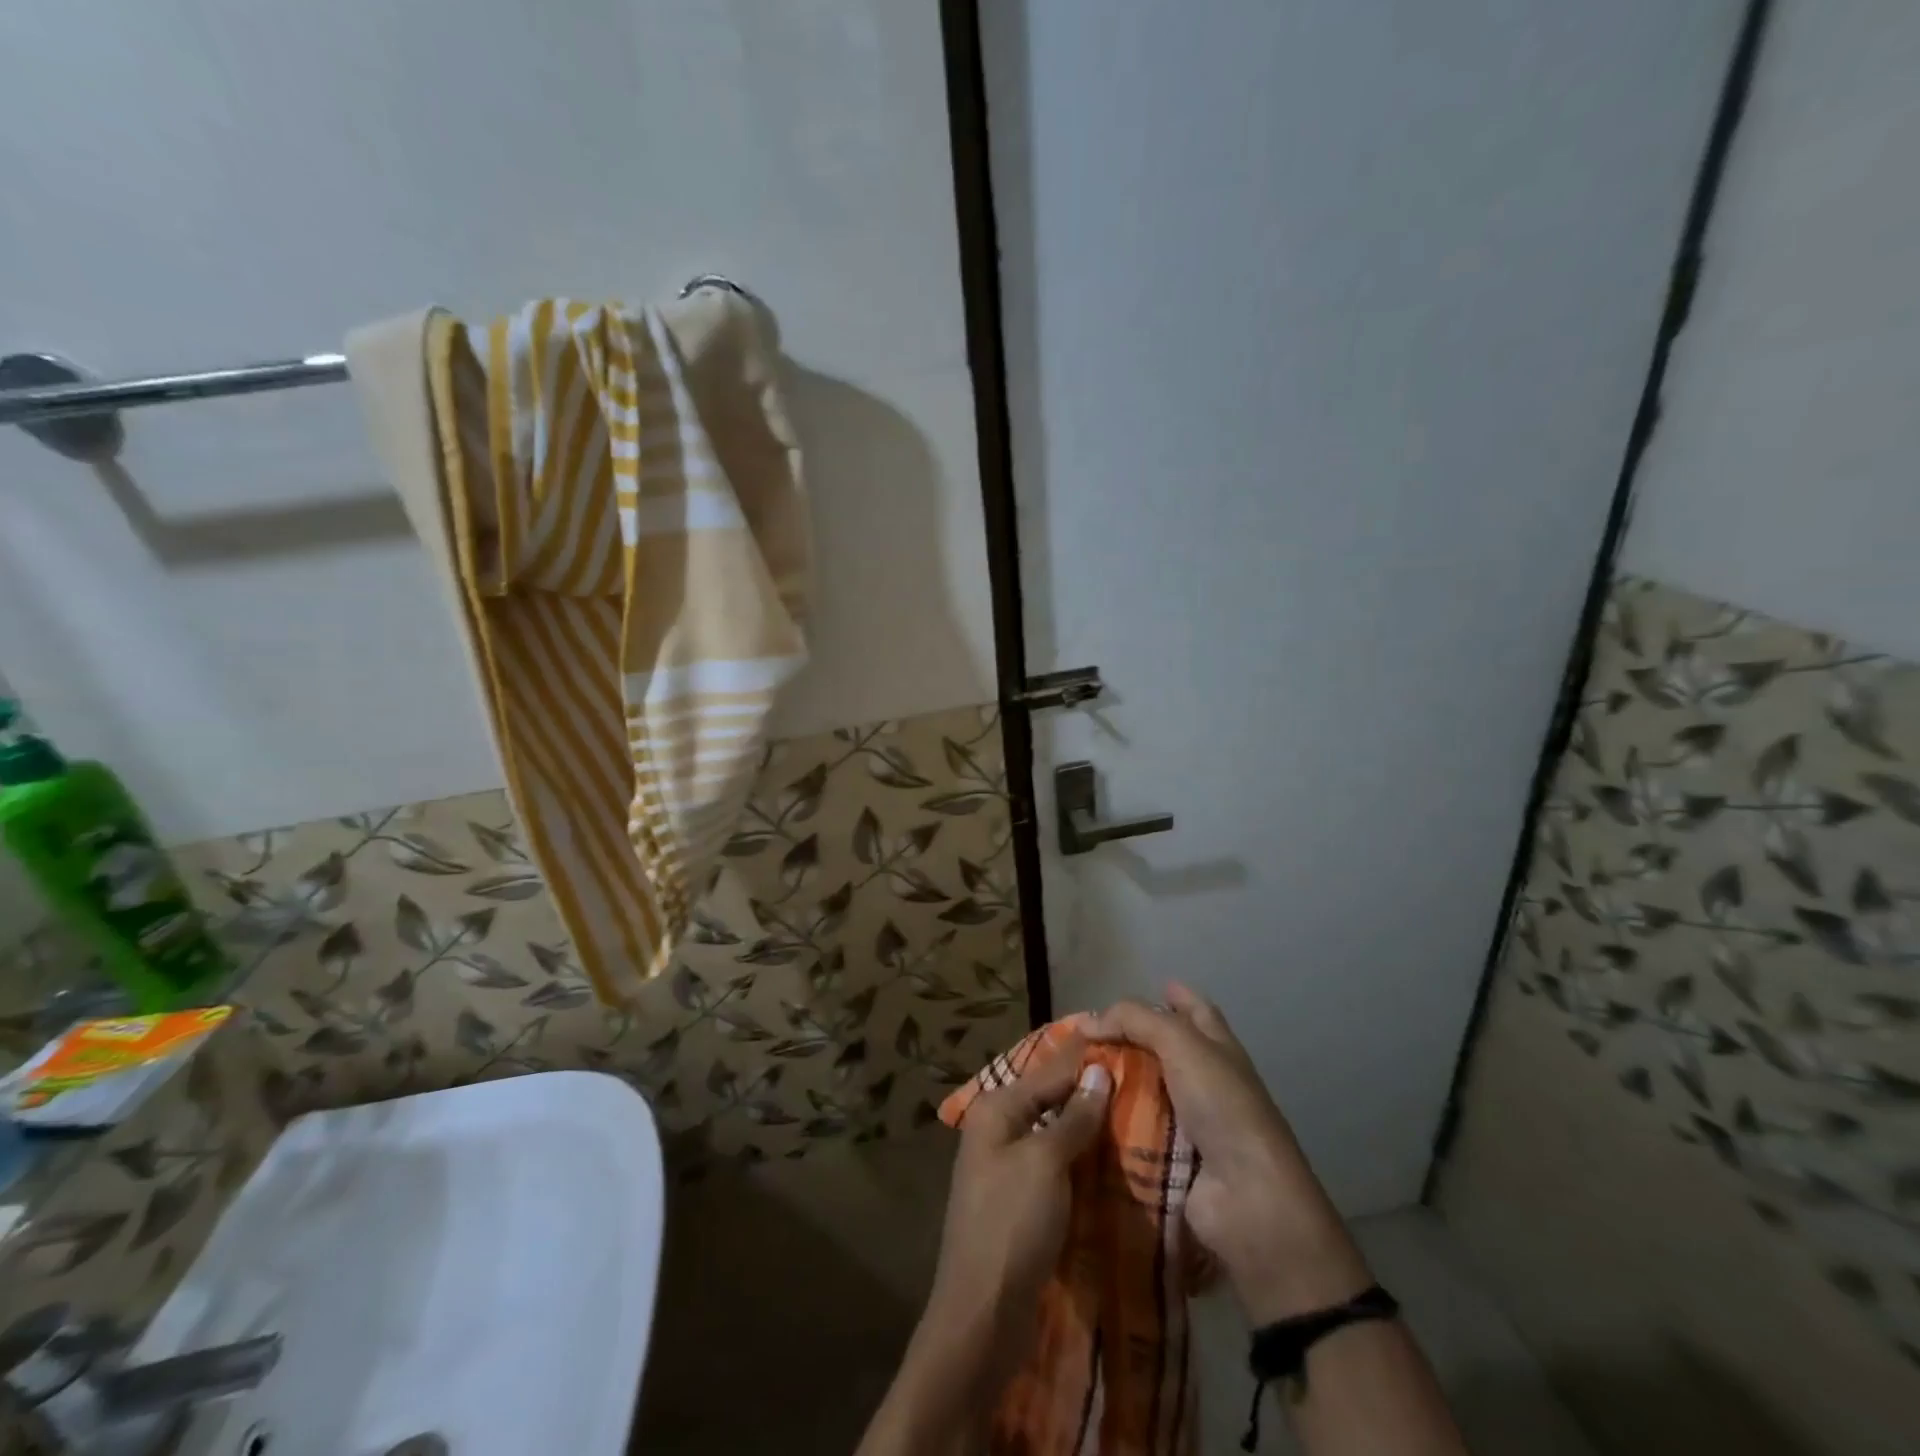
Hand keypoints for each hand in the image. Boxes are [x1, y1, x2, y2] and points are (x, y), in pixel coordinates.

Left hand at [928, 1033, 1111, 1343]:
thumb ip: (1073, 1116)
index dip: (1083, 1058)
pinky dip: (1082, 1162)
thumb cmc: (1011, 1223)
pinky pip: (1056, 1169)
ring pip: (1055, 1136)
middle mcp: (997, 1131)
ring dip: (1088, 1129)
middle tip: (1137, 1078)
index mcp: (996, 1111)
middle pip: (1049, 1101)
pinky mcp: (1021, 1204)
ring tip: (1135, 1113)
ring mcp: (1007, 1169)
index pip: (1047, 1072)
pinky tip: (1114, 1161)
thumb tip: (1099, 1071)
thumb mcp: (1045, 1162)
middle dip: (1088, 1092)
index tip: (1122, 1039)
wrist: (982, 1315)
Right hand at [1087, 984, 1371, 1323]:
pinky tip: (1076, 1115)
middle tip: (1081, 1038)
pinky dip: (1108, 1124)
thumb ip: (1134, 1019)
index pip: (1195, 1010)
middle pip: (1162, 1050)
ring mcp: (1188, 1123)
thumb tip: (1088, 1023)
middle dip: (1127, 1041)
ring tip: (1067, 1075)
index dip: (1174, 995)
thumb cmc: (1222, 1106)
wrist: (1246, 1198)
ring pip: (1142, 1091)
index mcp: (1218, 1049)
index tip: (1144, 988)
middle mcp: (1205, 1081)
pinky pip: (1132, 1132)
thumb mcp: (1181, 1043)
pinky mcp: (1169, 1159)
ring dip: (1111, 1084)